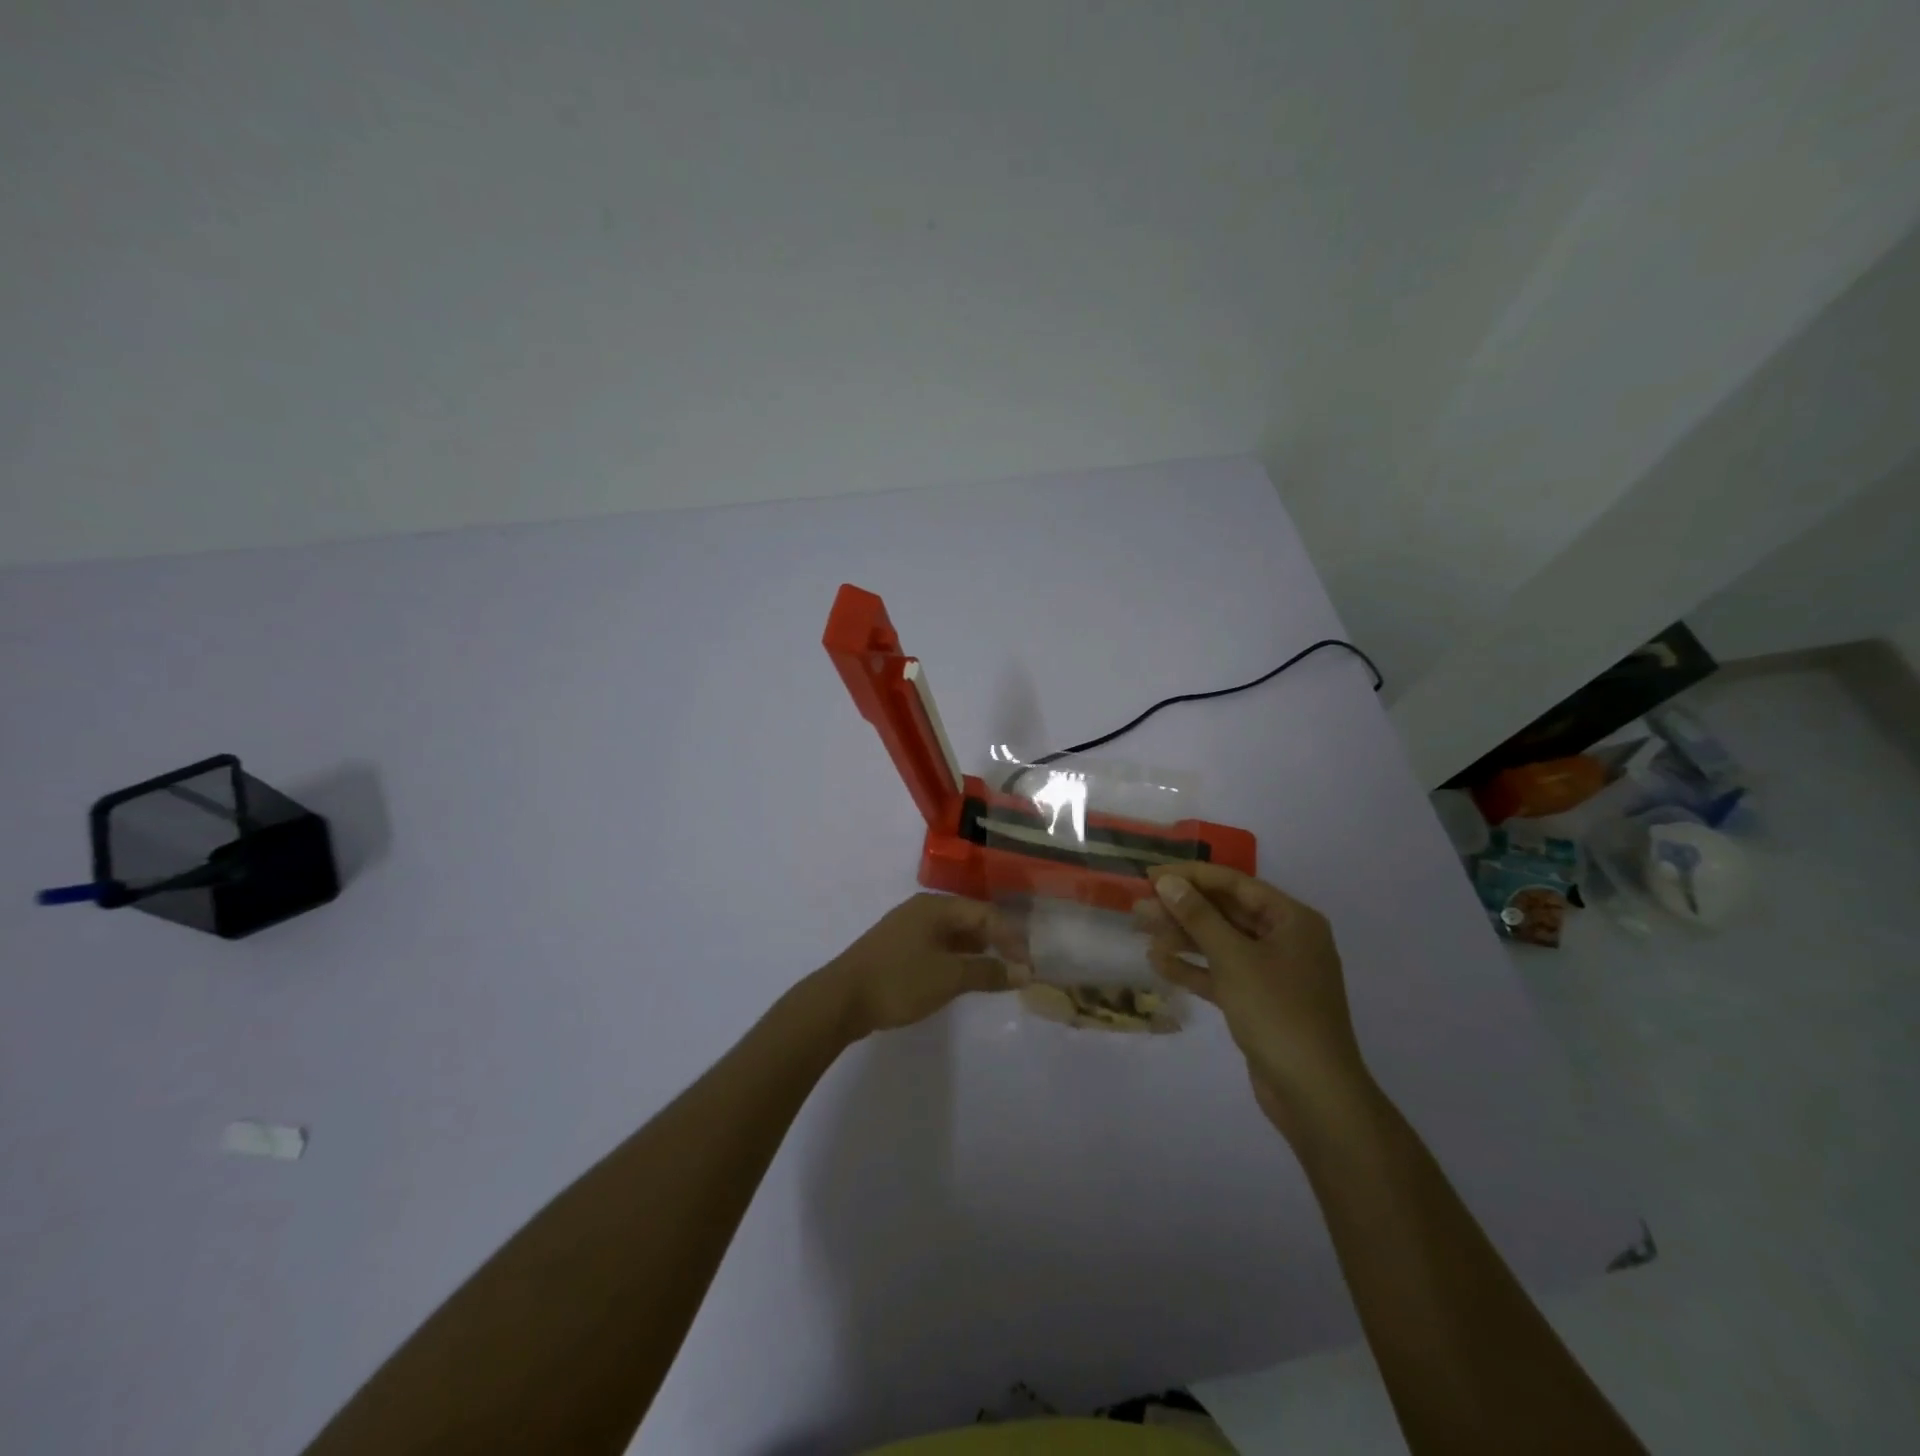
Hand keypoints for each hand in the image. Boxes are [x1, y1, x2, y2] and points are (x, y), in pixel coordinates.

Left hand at [821, 893, 1022, 1039]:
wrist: (840, 1000)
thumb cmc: (899, 981)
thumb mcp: (949, 978)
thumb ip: (988, 972)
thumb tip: (1024, 971)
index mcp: (936, 906)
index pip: (986, 914)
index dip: (1011, 938)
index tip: (1028, 967)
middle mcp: (922, 910)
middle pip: (970, 919)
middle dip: (996, 941)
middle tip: (1017, 968)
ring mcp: (907, 928)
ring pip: (953, 934)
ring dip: (976, 951)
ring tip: (995, 974)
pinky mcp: (897, 948)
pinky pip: (937, 946)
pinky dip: (956, 959)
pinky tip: (962, 977)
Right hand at [1135, 863, 1369, 1135]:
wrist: (1313, 1093)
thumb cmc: (1278, 1012)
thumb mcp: (1234, 958)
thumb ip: (1199, 917)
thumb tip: (1168, 882)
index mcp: (1292, 920)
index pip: (1235, 884)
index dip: (1191, 877)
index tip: (1151, 875)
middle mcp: (1285, 939)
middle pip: (1226, 913)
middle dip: (1183, 909)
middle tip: (1140, 906)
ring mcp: (1273, 972)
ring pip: (1221, 943)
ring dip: (1182, 937)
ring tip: (1141, 930)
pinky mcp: (1259, 1001)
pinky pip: (1222, 973)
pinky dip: (1193, 968)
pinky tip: (1158, 963)